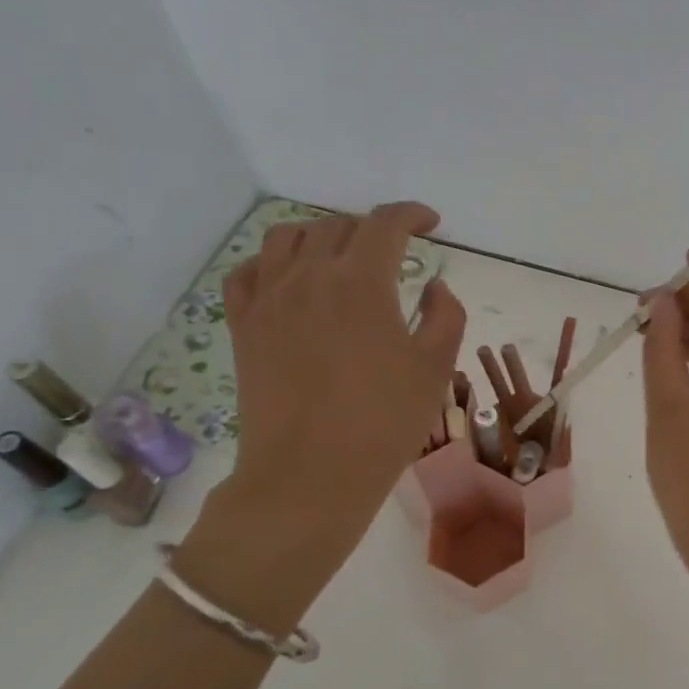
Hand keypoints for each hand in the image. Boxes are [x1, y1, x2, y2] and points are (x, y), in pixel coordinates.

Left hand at [216, 202, 465, 548]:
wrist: (310, 474)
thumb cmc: (385, 421)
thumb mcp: (437, 366)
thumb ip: (446, 315)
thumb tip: (434, 287)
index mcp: (361, 281)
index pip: (386, 223)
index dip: (412, 214)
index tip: (430, 223)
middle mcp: (309, 276)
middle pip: (339, 226)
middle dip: (373, 229)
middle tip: (394, 251)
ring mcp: (268, 298)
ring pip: (288, 237)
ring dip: (321, 235)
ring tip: (340, 255)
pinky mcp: (243, 325)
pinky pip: (248, 272)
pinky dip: (272, 262)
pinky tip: (289, 278)